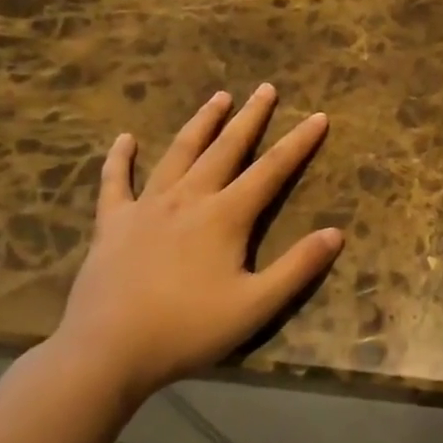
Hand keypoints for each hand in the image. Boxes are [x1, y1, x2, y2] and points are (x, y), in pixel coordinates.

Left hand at [53, 84, 343, 402]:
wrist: (106, 354)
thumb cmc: (187, 330)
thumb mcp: (255, 306)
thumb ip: (298, 267)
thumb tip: (336, 233)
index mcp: (225, 216)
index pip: (272, 169)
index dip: (299, 142)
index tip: (318, 116)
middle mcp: (189, 198)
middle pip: (226, 148)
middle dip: (250, 117)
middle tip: (265, 89)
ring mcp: (147, 207)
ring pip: (179, 153)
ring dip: (201, 123)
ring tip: (218, 97)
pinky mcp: (113, 224)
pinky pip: (115, 183)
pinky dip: (120, 159)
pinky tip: (126, 139)